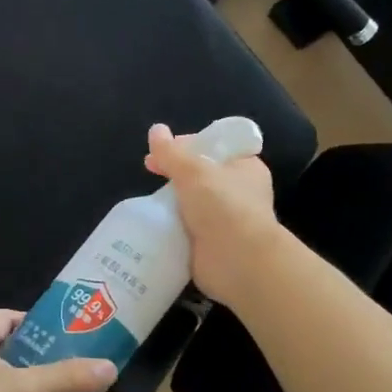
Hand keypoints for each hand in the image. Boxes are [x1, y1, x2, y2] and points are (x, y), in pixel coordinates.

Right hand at [144, 122, 284, 304]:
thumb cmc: (223, 206)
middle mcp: (238, 192)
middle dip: (174, 173)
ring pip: (191, 202)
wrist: (239, 261)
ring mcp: (225, 219)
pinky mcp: (211, 244)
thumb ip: (171, 152)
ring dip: (171, 201)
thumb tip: (155, 130)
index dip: (187, 144)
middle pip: (200, 174)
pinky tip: (151, 223)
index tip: (162, 149)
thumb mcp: (193, 171)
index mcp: (244, 167)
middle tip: (149, 170)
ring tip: (147, 199)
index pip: (214, 147)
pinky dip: (170, 226)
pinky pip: (186, 228)